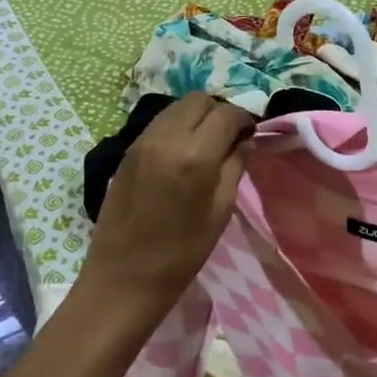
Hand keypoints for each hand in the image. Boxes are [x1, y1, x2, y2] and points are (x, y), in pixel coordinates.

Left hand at [78, 94, 254, 321]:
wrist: (125, 276)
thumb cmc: (182, 253)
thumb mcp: (220, 212)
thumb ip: (235, 168)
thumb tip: (246, 141)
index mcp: (196, 156)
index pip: (227, 114)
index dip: (244, 120)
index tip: (251, 135)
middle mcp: (167, 138)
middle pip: (199, 100)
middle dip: (220, 112)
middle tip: (231, 137)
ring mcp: (142, 141)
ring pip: (176, 107)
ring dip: (197, 116)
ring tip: (208, 143)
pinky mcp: (127, 151)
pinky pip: (159, 123)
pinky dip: (177, 126)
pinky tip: (184, 151)